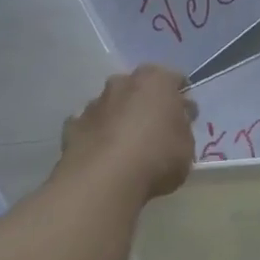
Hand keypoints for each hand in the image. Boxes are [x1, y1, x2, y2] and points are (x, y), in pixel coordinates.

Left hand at [59, 65, 197, 201]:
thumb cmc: (157, 157)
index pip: (174, 79)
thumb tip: (176, 118)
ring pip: (112, 106)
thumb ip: (182, 127)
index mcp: (156, 81)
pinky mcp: (72, 125)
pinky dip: (97, 136)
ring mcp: (94, 103)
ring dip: (119, 119)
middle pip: (138, 88)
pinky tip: (104, 157)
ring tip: (127, 148)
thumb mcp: (187, 146)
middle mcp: (122, 83)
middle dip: (146, 104)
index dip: (180, 97)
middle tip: (155, 130)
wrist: (104, 180)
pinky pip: (90, 126)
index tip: (184, 116)